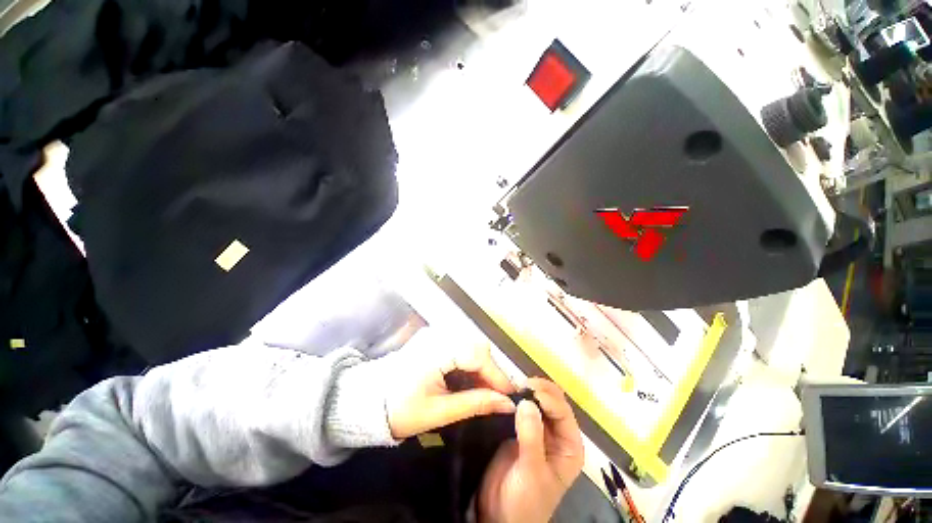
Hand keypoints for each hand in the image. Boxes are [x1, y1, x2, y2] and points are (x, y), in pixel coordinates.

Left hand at [386, 340, 517, 439]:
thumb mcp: (439, 412)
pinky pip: (461, 345)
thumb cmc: (401, 410)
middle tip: (494, 396)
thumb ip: (475, 404)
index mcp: (434, 351)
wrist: (371, 400)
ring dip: (481, 367)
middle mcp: (437, 335)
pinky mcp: (435, 337)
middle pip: (476, 345)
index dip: (496, 374)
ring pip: (471, 344)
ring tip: (483, 391)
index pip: (476, 354)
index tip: (509, 396)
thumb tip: (507, 404)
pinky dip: (470, 362)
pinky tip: (469, 379)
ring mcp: (435, 333)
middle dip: (489, 371)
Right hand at [478, 378, 584, 522]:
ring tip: (513, 386)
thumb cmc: (525, 501)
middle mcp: (557, 434)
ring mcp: (539, 429)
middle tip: (520, 384)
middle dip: (539, 390)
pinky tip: (508, 393)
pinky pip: (522, 407)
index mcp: (569, 446)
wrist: (500, 515)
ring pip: (538, 401)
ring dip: (528, 391)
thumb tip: (527, 402)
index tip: (528, 389)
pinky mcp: (521, 428)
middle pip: (553, 401)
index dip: (548, 398)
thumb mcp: (532, 472)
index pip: (563, 412)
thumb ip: (531, 437)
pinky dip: (517, 397)